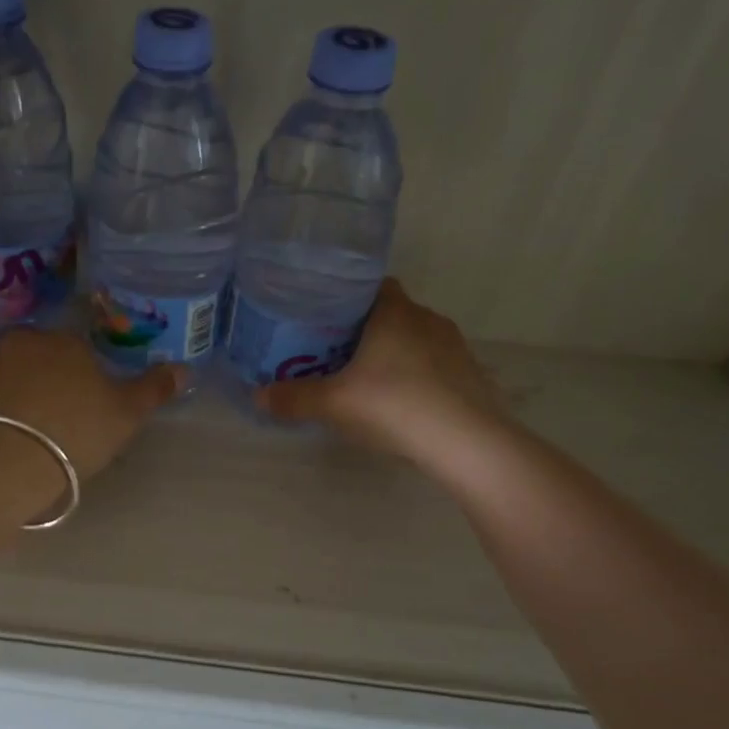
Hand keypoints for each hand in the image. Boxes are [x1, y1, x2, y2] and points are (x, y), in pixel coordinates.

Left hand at [0, 329, 183, 500]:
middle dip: (54, 380)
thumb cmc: (76, 431)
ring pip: (16, 375)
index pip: (80, 348)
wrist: (7, 463)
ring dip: (25, 394)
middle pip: (45, 358)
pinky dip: (2, 411)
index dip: (88, 376)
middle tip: (65, 418)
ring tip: (36, 432)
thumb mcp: (126, 413)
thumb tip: (185, 368)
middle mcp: (24, 343)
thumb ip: (154, 388)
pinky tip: (12, 438)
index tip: (91, 405)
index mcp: (65, 340)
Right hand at [257, 279, 505, 455]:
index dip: (348, 296)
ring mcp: (454, 347)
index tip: (325, 316)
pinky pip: (434, 365)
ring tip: (366, 378)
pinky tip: (401, 401)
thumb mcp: (334, 404)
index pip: (372, 285)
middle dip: (365, 329)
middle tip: (335, 352)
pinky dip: (416, 376)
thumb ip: (294, 398)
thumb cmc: (395, 406)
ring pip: (414, 339)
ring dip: (393, 353)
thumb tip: (257, 396)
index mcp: (395, 312)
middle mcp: (427, 319)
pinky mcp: (471, 375)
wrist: (468, 443)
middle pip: (391, 313)